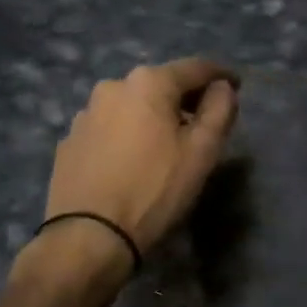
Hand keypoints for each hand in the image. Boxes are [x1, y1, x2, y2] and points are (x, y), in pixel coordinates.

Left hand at [39, 58, 239, 270]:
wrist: (88, 238)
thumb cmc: (154, 190)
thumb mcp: (202, 152)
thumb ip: (220, 110)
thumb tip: (222, 87)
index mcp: (148, 83)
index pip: (195, 68)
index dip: (221, 75)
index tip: (237, 86)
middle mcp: (113, 87)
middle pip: (161, 84)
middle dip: (185, 97)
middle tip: (205, 120)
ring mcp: (85, 114)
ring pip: (132, 106)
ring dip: (153, 116)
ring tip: (167, 144)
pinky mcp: (69, 142)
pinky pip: (109, 128)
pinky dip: (127, 135)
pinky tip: (133, 161)